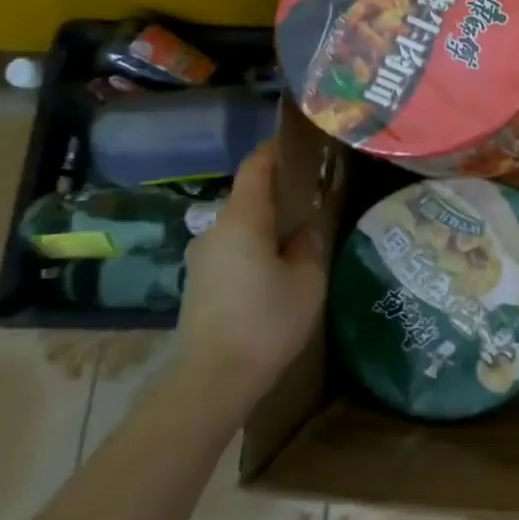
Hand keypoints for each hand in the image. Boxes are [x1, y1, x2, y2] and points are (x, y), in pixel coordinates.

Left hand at [177, 139, 328, 401]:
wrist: (213, 379)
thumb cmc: (267, 321)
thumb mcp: (307, 279)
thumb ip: (310, 243)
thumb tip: (307, 226)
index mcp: (242, 220)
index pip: (256, 167)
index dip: (277, 149)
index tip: (303, 141)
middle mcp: (215, 230)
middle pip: (249, 195)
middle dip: (281, 187)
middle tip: (316, 188)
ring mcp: (203, 257)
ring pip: (241, 223)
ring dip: (269, 219)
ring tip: (303, 226)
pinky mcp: (201, 281)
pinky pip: (234, 246)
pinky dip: (257, 241)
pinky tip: (280, 260)